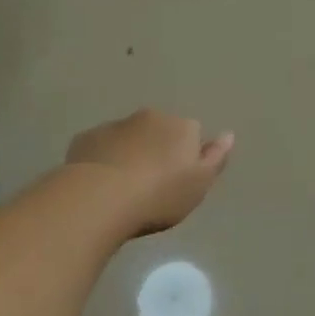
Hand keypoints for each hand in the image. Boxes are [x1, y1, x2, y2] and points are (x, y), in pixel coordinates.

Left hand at [64, 109, 234, 238]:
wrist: (99, 198)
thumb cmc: (158, 195)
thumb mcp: (198, 184)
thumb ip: (215, 158)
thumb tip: (228, 134)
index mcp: (181, 126)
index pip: (191, 132)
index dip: (186, 156)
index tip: (178, 180)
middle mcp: (149, 117)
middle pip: (159, 130)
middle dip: (157, 149)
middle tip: (151, 185)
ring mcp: (115, 125)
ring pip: (128, 137)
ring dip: (129, 153)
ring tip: (122, 188)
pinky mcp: (86, 138)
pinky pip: (101, 146)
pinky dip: (102, 159)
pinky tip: (98, 184)